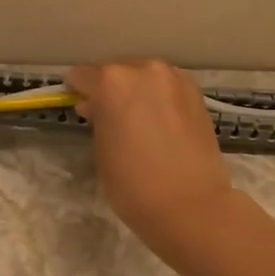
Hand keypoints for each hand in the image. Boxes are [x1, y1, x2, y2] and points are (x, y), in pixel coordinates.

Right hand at [65, 60, 234, 258]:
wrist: (191, 205)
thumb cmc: (134, 185)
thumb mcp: (102, 150)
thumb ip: (98, 119)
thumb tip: (96, 106)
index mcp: (112, 82)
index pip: (83, 76)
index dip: (77, 91)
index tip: (80, 105)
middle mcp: (144, 70)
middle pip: (117, 71)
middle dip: (110, 89)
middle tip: (109, 116)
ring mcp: (174, 79)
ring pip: (145, 76)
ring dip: (137, 91)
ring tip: (138, 120)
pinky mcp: (196, 94)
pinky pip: (168, 87)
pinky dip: (160, 97)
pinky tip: (160, 122)